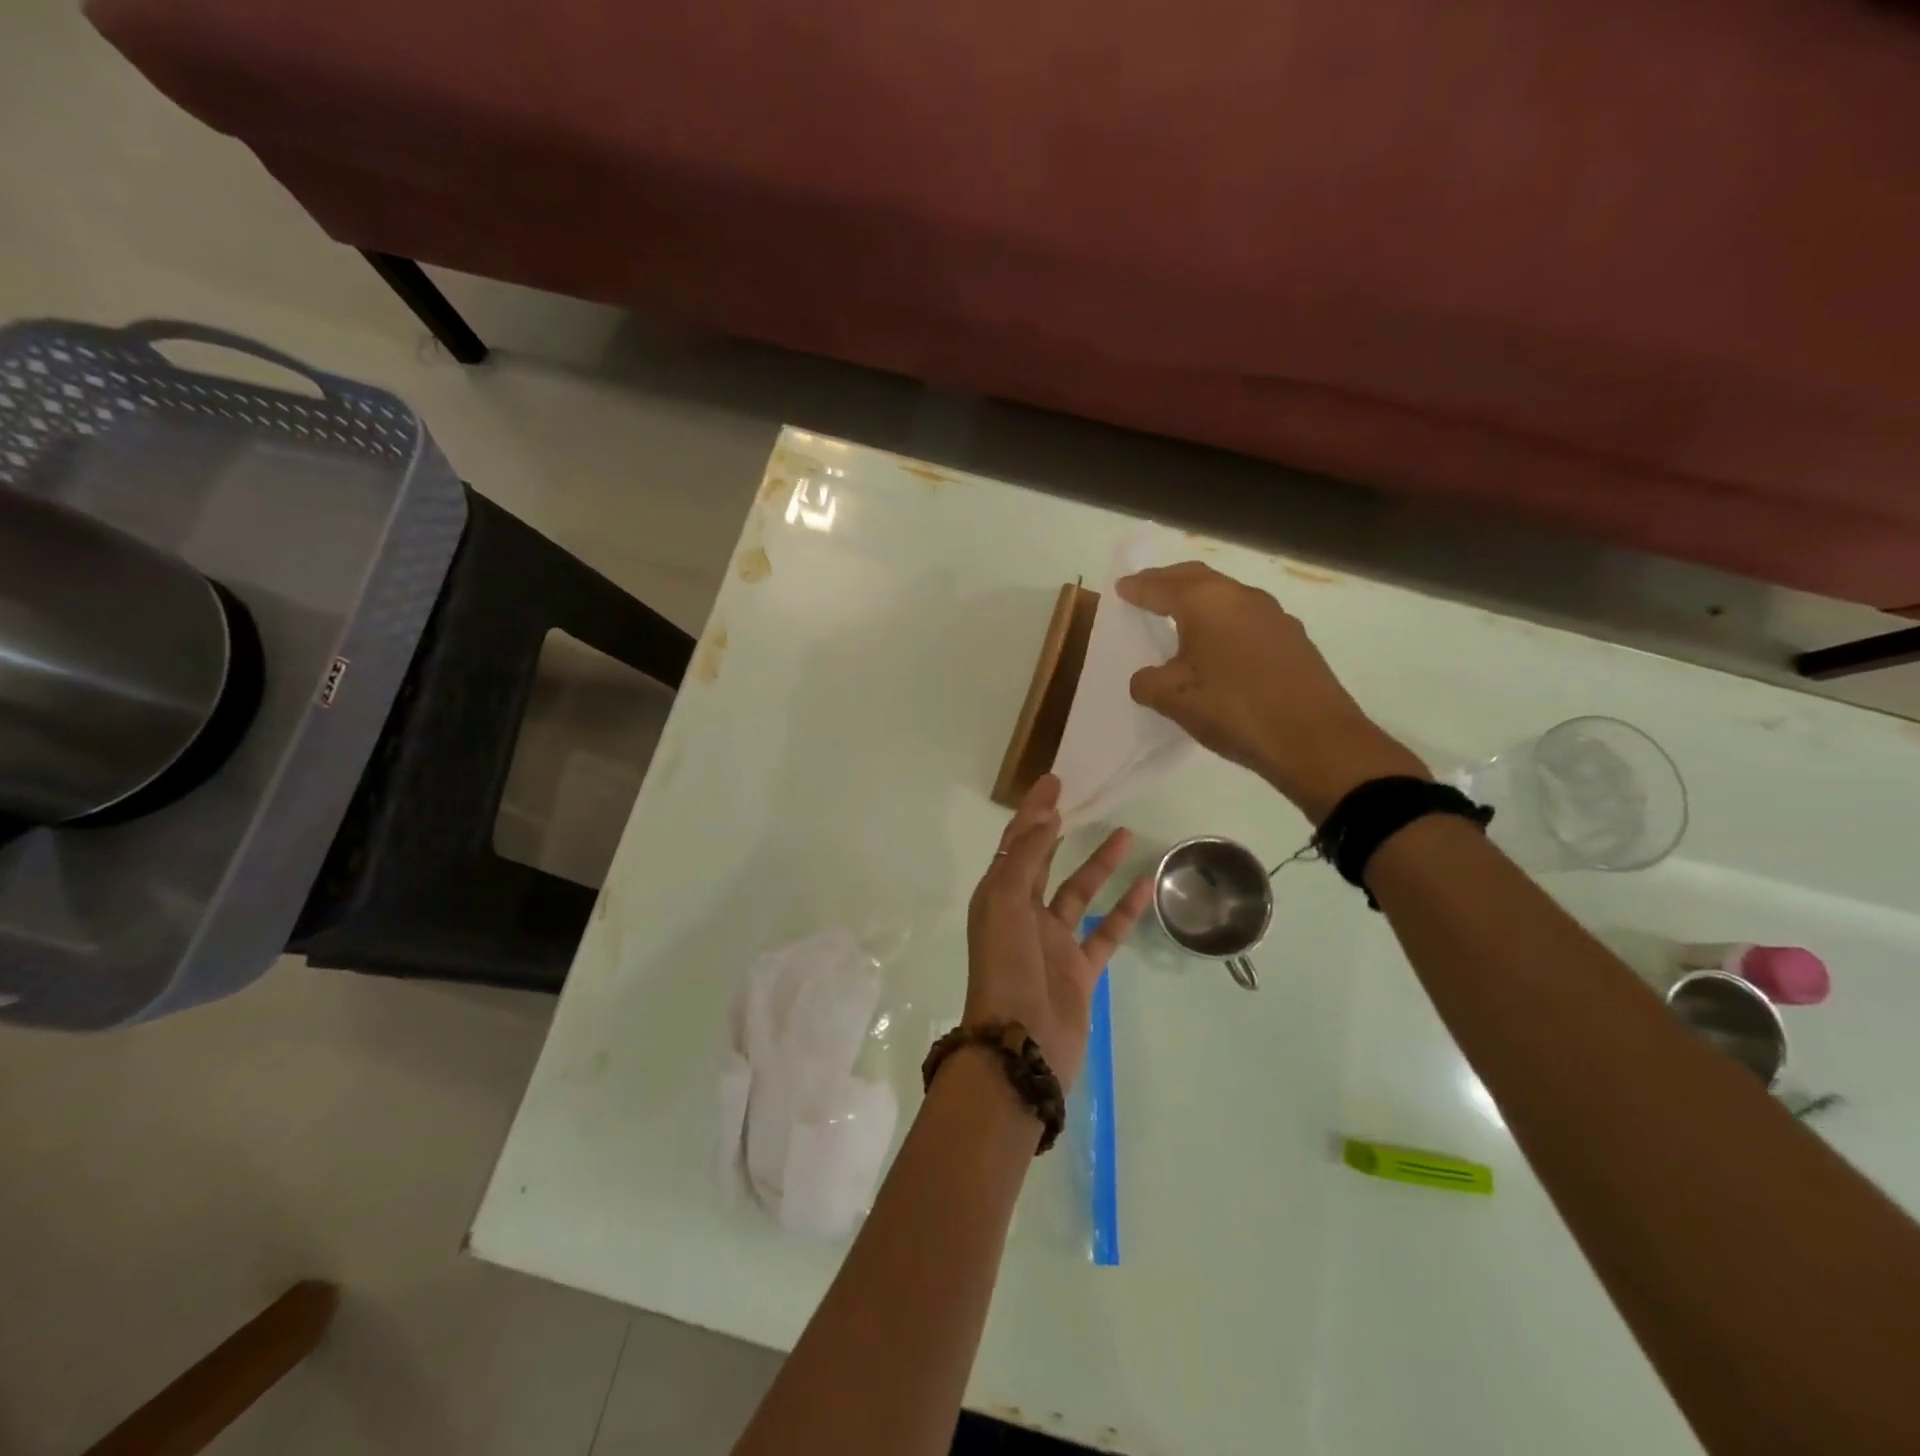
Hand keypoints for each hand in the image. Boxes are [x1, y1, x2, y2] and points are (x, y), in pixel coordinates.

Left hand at [964, 775, 1152, 1091]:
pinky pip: (1106, 932)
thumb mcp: (1006, 904)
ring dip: (1099, 864)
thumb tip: (1045, 816)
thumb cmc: (1006, 968)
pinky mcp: (1079, 970)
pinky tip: (1145, 885)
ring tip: (1125, 832)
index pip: (1017, 843)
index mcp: (998, 897)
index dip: (1032, 812)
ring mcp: (1053, 943)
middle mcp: (1023, 914)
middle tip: (1082, 799)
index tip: (1054, 782)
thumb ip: (1026, 859)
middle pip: (1043, 862)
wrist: (1020, 1046)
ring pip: (1079, 893)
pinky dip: (1124, 910)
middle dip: (1058, 831)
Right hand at [1116, 561, 1427, 820]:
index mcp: (1206, 601)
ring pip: (1226, 596)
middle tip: (1147, 588)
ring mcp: (1274, 615)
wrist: (1314, 739)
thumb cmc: (1233, 709)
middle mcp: (1241, 596)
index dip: (1138, 588)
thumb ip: (1148, 682)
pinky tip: (1220, 645)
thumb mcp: (1173, 699)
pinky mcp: (1293, 639)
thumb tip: (1147, 677)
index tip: (1121, 588)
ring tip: (1181, 616)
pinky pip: (1246, 618)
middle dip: (1168, 581)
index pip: (1161, 586)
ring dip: (1200, 600)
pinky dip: (1224, 622)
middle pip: (1197, 578)